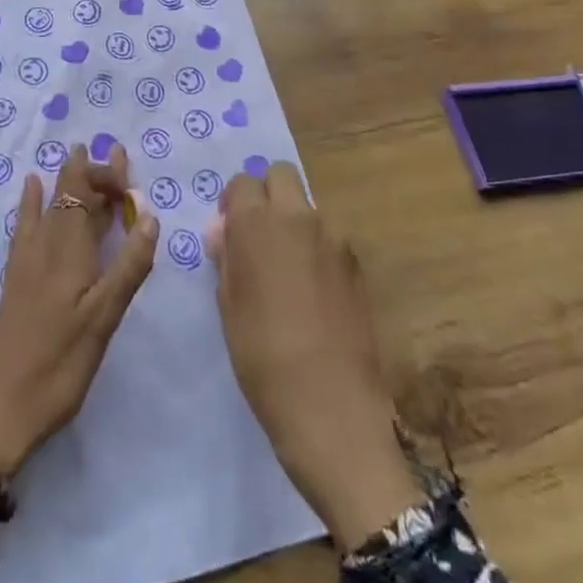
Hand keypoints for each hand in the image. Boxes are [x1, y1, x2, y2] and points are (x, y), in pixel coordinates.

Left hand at [0, 144, 157, 477]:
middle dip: (91, 172)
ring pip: (50, 207)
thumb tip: (150, 216)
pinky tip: (32, 189)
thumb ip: (128, 267)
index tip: (129, 172)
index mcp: (69, 251)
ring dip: (67, 182)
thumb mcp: (103, 320)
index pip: (83, 193)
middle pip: (68, 196)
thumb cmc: (58, 366)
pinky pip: (27, 225)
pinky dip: (34, 203)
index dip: (103, 174)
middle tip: (114, 153)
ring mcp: (27, 262)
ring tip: (76, 155)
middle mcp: (45, 246)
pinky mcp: (16, 280)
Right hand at [208, 162, 418, 548]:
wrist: (330, 407)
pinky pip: (329, 239)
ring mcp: (334, 240)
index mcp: (258, 223)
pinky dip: (315, 250)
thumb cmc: (261, 357)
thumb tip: (226, 232)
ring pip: (307, 208)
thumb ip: (227, 257)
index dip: (233, 202)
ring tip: (285, 271)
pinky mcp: (356, 266)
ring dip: (292, 222)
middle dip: (266, 193)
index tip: (228, 230)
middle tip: (256, 235)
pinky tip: (311, 293)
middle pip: (281, 175)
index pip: (243, 182)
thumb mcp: (228, 305)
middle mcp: (298, 218)